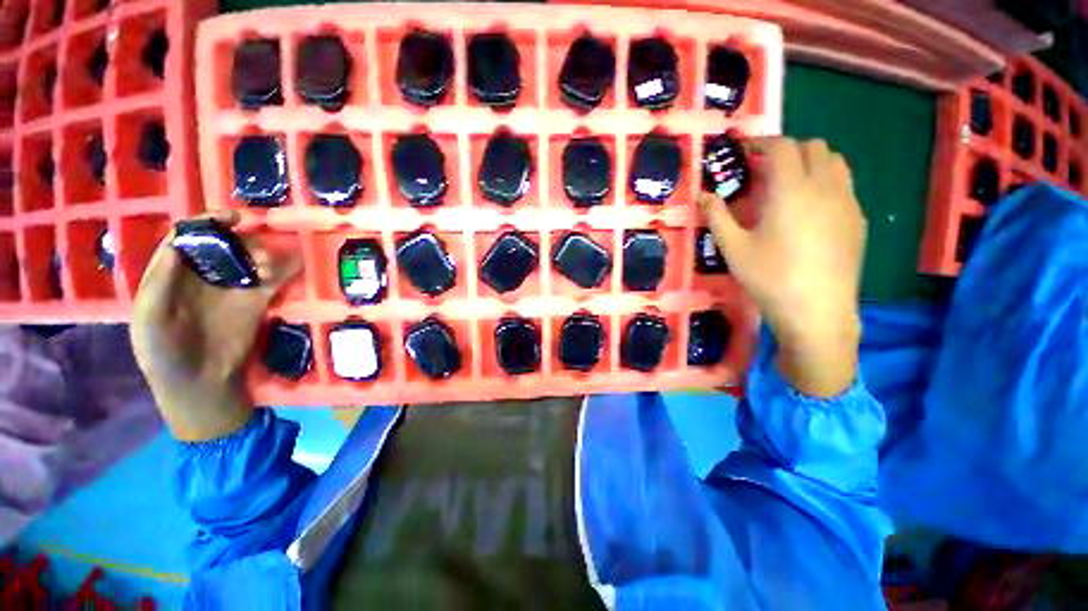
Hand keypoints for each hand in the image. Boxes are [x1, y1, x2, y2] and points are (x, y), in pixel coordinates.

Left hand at [130, 211, 301, 440]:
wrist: (201, 385)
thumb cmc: (165, 353)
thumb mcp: (150, 316)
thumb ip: (160, 279)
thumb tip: (182, 241)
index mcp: (174, 274)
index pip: (190, 238)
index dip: (207, 224)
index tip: (232, 218)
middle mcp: (205, 275)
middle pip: (225, 245)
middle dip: (241, 241)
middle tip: (256, 253)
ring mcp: (233, 288)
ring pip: (250, 259)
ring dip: (264, 255)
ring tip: (269, 268)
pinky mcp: (258, 301)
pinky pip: (273, 279)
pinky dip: (286, 269)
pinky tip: (293, 264)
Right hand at [698, 138, 865, 396]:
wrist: (817, 311)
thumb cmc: (769, 277)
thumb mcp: (733, 248)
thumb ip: (717, 216)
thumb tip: (702, 195)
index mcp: (792, 190)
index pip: (783, 147)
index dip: (763, 142)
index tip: (746, 149)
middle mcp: (825, 187)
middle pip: (814, 147)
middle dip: (788, 149)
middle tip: (764, 169)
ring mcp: (847, 202)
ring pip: (835, 162)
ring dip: (811, 162)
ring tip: (789, 184)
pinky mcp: (858, 220)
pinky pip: (844, 185)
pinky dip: (825, 182)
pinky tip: (809, 209)